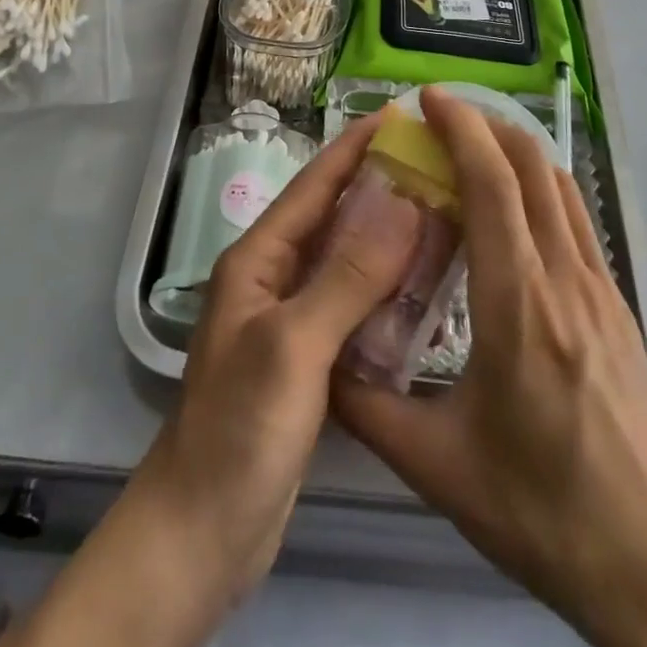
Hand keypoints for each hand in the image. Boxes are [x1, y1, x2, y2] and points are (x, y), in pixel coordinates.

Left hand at [140, 107, 422, 595]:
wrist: (202, 531)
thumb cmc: (239, 429)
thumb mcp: (294, 345)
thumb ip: (347, 276)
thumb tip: (402, 203)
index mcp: (260, 259)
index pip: (314, 186)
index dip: (354, 147)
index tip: (399, 115)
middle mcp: (275, 277)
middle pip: (334, 217)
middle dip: (380, 186)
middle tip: (439, 164)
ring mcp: (292, 319)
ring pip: (348, 261)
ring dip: (390, 236)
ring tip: (445, 213)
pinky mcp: (310, 358)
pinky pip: (354, 306)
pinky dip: (388, 290)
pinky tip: (428, 289)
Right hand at [334, 88, 646, 646]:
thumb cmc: (546, 512)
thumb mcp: (439, 467)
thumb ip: (366, 407)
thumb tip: (316, 358)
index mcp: (518, 301)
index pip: (491, 182)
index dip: (459, 127)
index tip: (426, 99)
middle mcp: (564, 276)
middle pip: (532, 165)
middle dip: (486, 123)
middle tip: (439, 118)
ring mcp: (600, 288)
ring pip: (560, 186)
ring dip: (516, 150)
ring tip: (471, 149)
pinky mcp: (618, 308)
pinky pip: (576, 219)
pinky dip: (541, 187)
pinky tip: (514, 211)